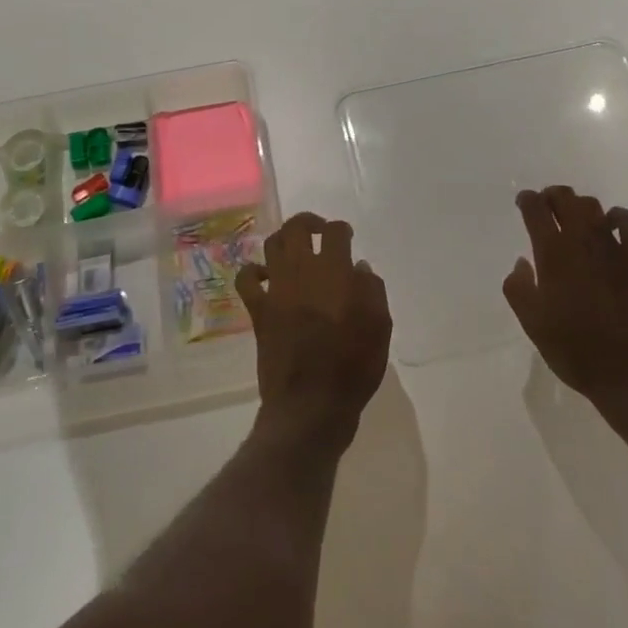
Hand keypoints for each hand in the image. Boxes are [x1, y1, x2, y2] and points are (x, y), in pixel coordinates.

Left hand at [239, 212, 392, 453]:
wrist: (311, 405)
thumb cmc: (353, 367)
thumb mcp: (380, 328)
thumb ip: (372, 290)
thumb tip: (359, 267)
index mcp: (335, 272)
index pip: (334, 232)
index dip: (341, 229)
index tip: (346, 237)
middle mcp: (302, 272)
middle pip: (297, 228)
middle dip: (308, 223)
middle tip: (319, 231)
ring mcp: (276, 289)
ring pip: (272, 245)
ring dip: (284, 241)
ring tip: (296, 250)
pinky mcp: (259, 310)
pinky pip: (247, 279)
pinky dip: (254, 271)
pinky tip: (266, 276)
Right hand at [502, 186, 627, 404]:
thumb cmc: (576, 351)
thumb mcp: (533, 325)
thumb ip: (518, 288)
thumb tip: (522, 262)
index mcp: (552, 254)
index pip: (535, 209)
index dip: (527, 200)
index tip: (524, 202)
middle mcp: (581, 241)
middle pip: (565, 198)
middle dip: (552, 196)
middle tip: (546, 205)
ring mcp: (613, 246)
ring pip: (593, 206)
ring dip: (579, 205)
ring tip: (573, 217)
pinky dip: (617, 216)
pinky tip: (611, 225)